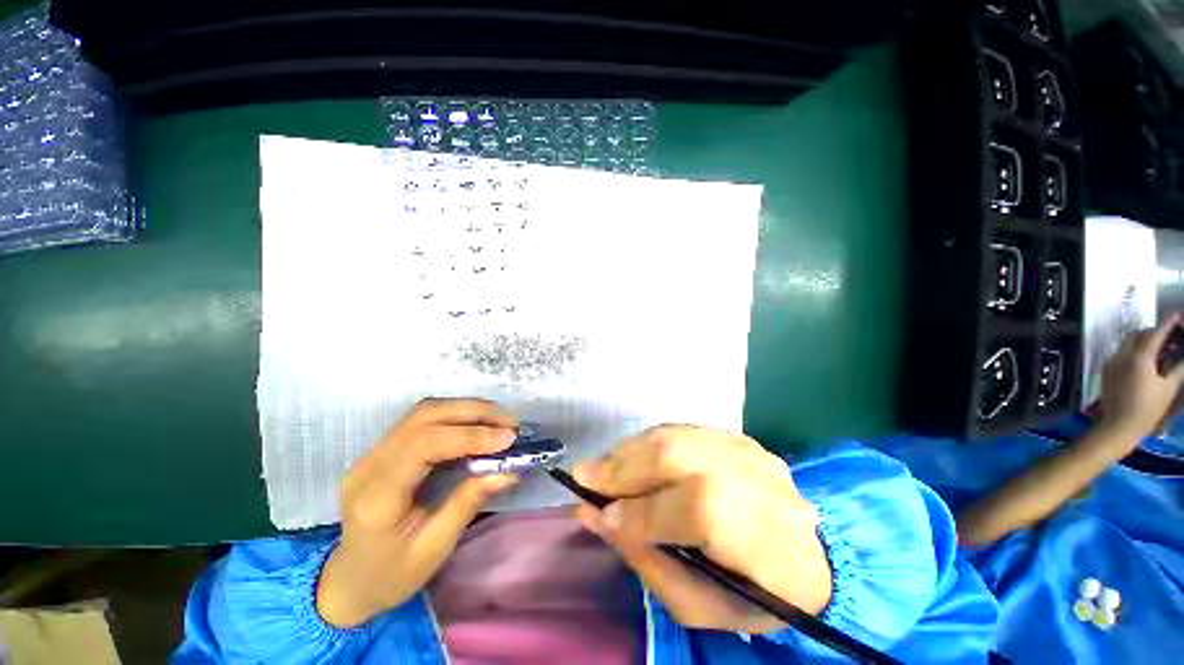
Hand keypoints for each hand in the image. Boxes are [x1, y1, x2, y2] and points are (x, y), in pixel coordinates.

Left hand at [316, 399, 519, 627]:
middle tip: (510, 422)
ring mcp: (372, 453)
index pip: (423, 445)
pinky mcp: (383, 449)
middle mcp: (369, 465)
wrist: (349, 583)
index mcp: (377, 496)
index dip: (469, 435)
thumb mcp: (434, 549)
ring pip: (424, 412)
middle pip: (423, 417)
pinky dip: (456, 415)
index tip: (508, 439)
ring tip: (500, 419)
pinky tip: (478, 423)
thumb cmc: (391, 576)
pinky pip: (423, 420)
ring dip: (467, 409)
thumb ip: (468, 503)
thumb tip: (508, 471)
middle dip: (473, 413)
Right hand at [572, 425, 830, 633]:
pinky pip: (679, 431)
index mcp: (757, 531)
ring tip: (602, 467)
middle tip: (583, 475)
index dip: (636, 512)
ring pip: (672, 437)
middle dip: (621, 467)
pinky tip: (631, 457)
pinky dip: (646, 442)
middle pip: (675, 457)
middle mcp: (752, 476)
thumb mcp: (702, 605)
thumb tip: (597, 518)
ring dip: (628, 450)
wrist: (813, 557)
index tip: (595, 514)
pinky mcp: (735, 436)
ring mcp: (744, 448)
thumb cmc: (757, 595)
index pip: (689, 510)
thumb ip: (646, 559)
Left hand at [1099, 314, 1183, 446]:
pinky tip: (1146, 360)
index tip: (1178, 316)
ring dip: (1144, 340)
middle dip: (1155, 331)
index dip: (1168, 323)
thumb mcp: (1169, 388)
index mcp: (1139, 357)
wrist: (1118, 426)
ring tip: (1160, 347)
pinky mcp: (1107, 370)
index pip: (1155, 333)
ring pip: (1129, 342)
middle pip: (1139, 334)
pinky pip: (1122, 353)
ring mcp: (1112, 362)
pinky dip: (1135, 350)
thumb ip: (1179, 368)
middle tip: (1171, 335)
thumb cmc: (1147, 409)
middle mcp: (1122, 354)